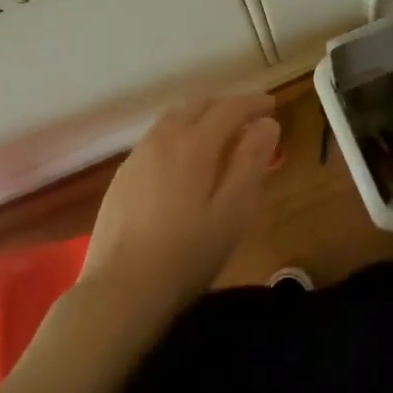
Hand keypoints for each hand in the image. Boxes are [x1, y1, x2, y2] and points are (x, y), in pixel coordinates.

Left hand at [80, 94, 279, 321]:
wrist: (120, 290)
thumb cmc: (187, 254)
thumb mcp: (233, 211)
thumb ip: (251, 162)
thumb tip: (267, 124)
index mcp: (194, 144)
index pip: (229, 108)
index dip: (253, 102)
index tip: (272, 105)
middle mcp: (163, 139)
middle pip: (198, 105)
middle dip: (226, 106)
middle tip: (249, 120)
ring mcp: (138, 156)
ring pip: (173, 118)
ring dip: (201, 117)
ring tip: (219, 137)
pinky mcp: (123, 176)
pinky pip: (157, 138)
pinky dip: (179, 134)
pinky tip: (184, 162)